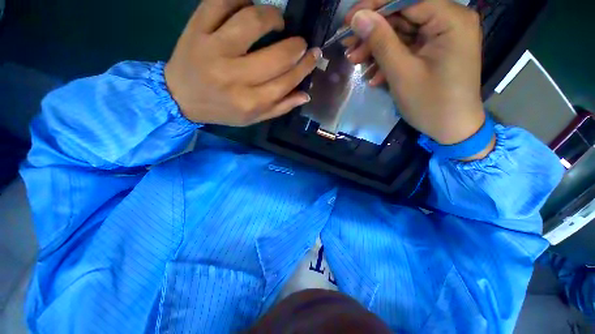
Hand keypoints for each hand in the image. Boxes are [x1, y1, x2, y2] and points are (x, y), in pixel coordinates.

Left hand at [165, 0, 321, 125]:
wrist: (180, 97)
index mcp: (249, 102)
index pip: (286, 81)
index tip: (314, 55)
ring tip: (277, 21)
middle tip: (300, 42)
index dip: (305, 66)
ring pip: (252, 21)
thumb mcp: (252, 118)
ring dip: (273, 16)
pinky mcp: (196, 29)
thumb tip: (305, 95)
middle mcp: (234, 77)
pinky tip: (248, 6)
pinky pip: (222, 1)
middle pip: (277, 56)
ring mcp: (213, 49)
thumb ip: (279, 108)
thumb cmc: (221, 110)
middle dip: (297, 45)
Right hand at [343, 0, 492, 155]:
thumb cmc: (430, 103)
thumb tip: (358, 17)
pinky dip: (388, 60)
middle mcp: (450, 21)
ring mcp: (442, 37)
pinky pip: (407, 48)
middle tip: (348, 46)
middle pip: (404, 16)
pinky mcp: (434, 52)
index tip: (349, 19)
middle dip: (373, 32)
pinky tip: (373, 76)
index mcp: (450, 20)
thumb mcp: (402, 73)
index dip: (375, 6)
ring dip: (377, 48)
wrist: (451, 129)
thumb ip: (381, 41)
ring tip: (355, 62)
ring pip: (402, 33)